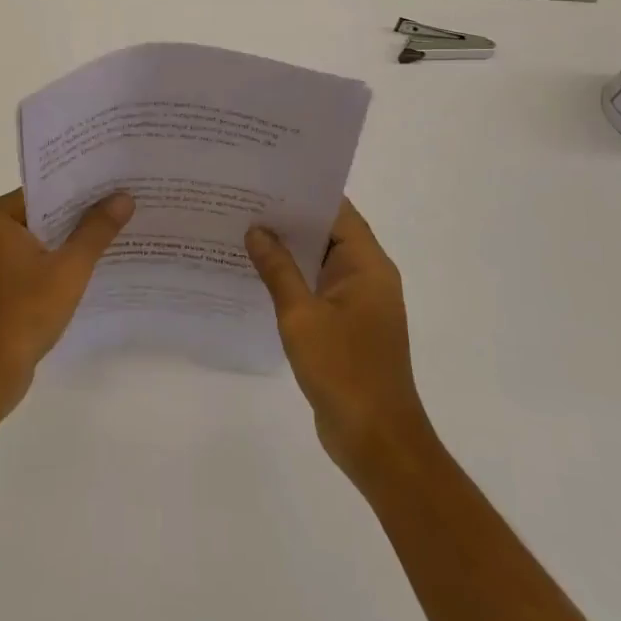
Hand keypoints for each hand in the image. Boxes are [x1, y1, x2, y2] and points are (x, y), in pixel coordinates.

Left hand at [0, 188, 134, 424]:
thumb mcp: (68, 268)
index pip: (47, 188)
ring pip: (45, 238)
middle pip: (47, 212)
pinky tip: (98, 264)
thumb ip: (96, 230)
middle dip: (84, 212)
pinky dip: (63, 262)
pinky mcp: (2, 286)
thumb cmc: (22, 313)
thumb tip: (124, 197)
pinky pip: (39, 261)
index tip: (118, 179)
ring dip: (76, 239)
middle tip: (129, 200)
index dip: (84, 184)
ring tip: (122, 228)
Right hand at [245, 199, 433, 480]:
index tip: (267, 179)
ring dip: (289, 250)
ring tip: (243, 229)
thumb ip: (278, 270)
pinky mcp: (346, 326)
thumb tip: (256, 230)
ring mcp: (358, 303)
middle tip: (245, 200)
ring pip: (320, 262)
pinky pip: (317, 288)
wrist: (377, 441)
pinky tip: (257, 274)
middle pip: (328, 233)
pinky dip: (293, 278)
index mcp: (368, 266)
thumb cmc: (344, 371)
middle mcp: (367, 276)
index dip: (304, 193)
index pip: (337, 212)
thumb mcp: (302, 316)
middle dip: (289, 219)